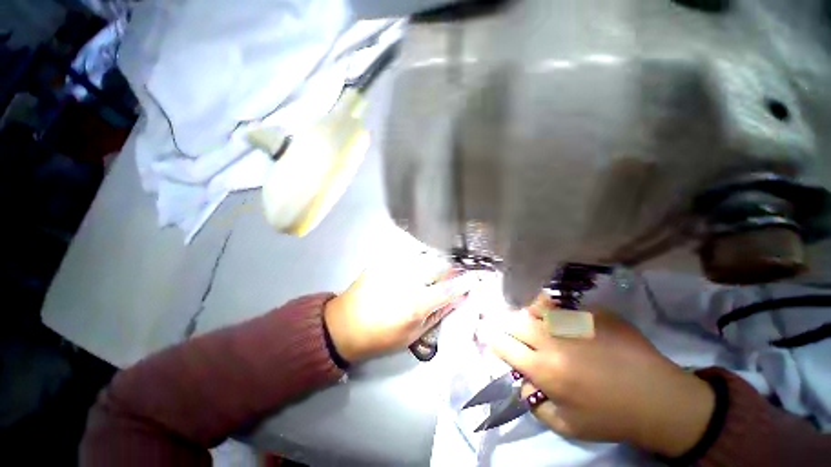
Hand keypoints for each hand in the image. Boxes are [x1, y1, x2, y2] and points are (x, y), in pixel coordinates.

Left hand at [324, 267, 473, 363]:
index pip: (449, 289)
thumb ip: (437, 315)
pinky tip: (420, 260)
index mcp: (416, 304)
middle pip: (439, 265)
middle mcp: (407, 280)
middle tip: (458, 269)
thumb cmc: (380, 337)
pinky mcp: (383, 261)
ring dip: (438, 258)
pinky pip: (408, 252)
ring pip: (425, 255)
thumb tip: (457, 300)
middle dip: (453, 266)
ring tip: (441, 263)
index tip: (476, 278)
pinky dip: (419, 255)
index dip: (465, 283)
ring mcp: (393, 267)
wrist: (343, 325)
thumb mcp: (412, 335)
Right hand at [484, 303, 714, 456]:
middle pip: (515, 322)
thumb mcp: (566, 425)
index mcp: (544, 368)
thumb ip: (534, 403)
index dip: (498, 344)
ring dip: (533, 317)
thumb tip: (523, 379)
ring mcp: (573, 322)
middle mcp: (552, 339)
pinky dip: (560, 313)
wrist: (660, 399)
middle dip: (514, 331)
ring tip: (543, 326)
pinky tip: (572, 324)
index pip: (502, 345)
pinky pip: (565, 307)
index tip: (503, 348)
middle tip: (524, 340)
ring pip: (536, 307)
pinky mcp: (593, 313)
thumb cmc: (610, 417)